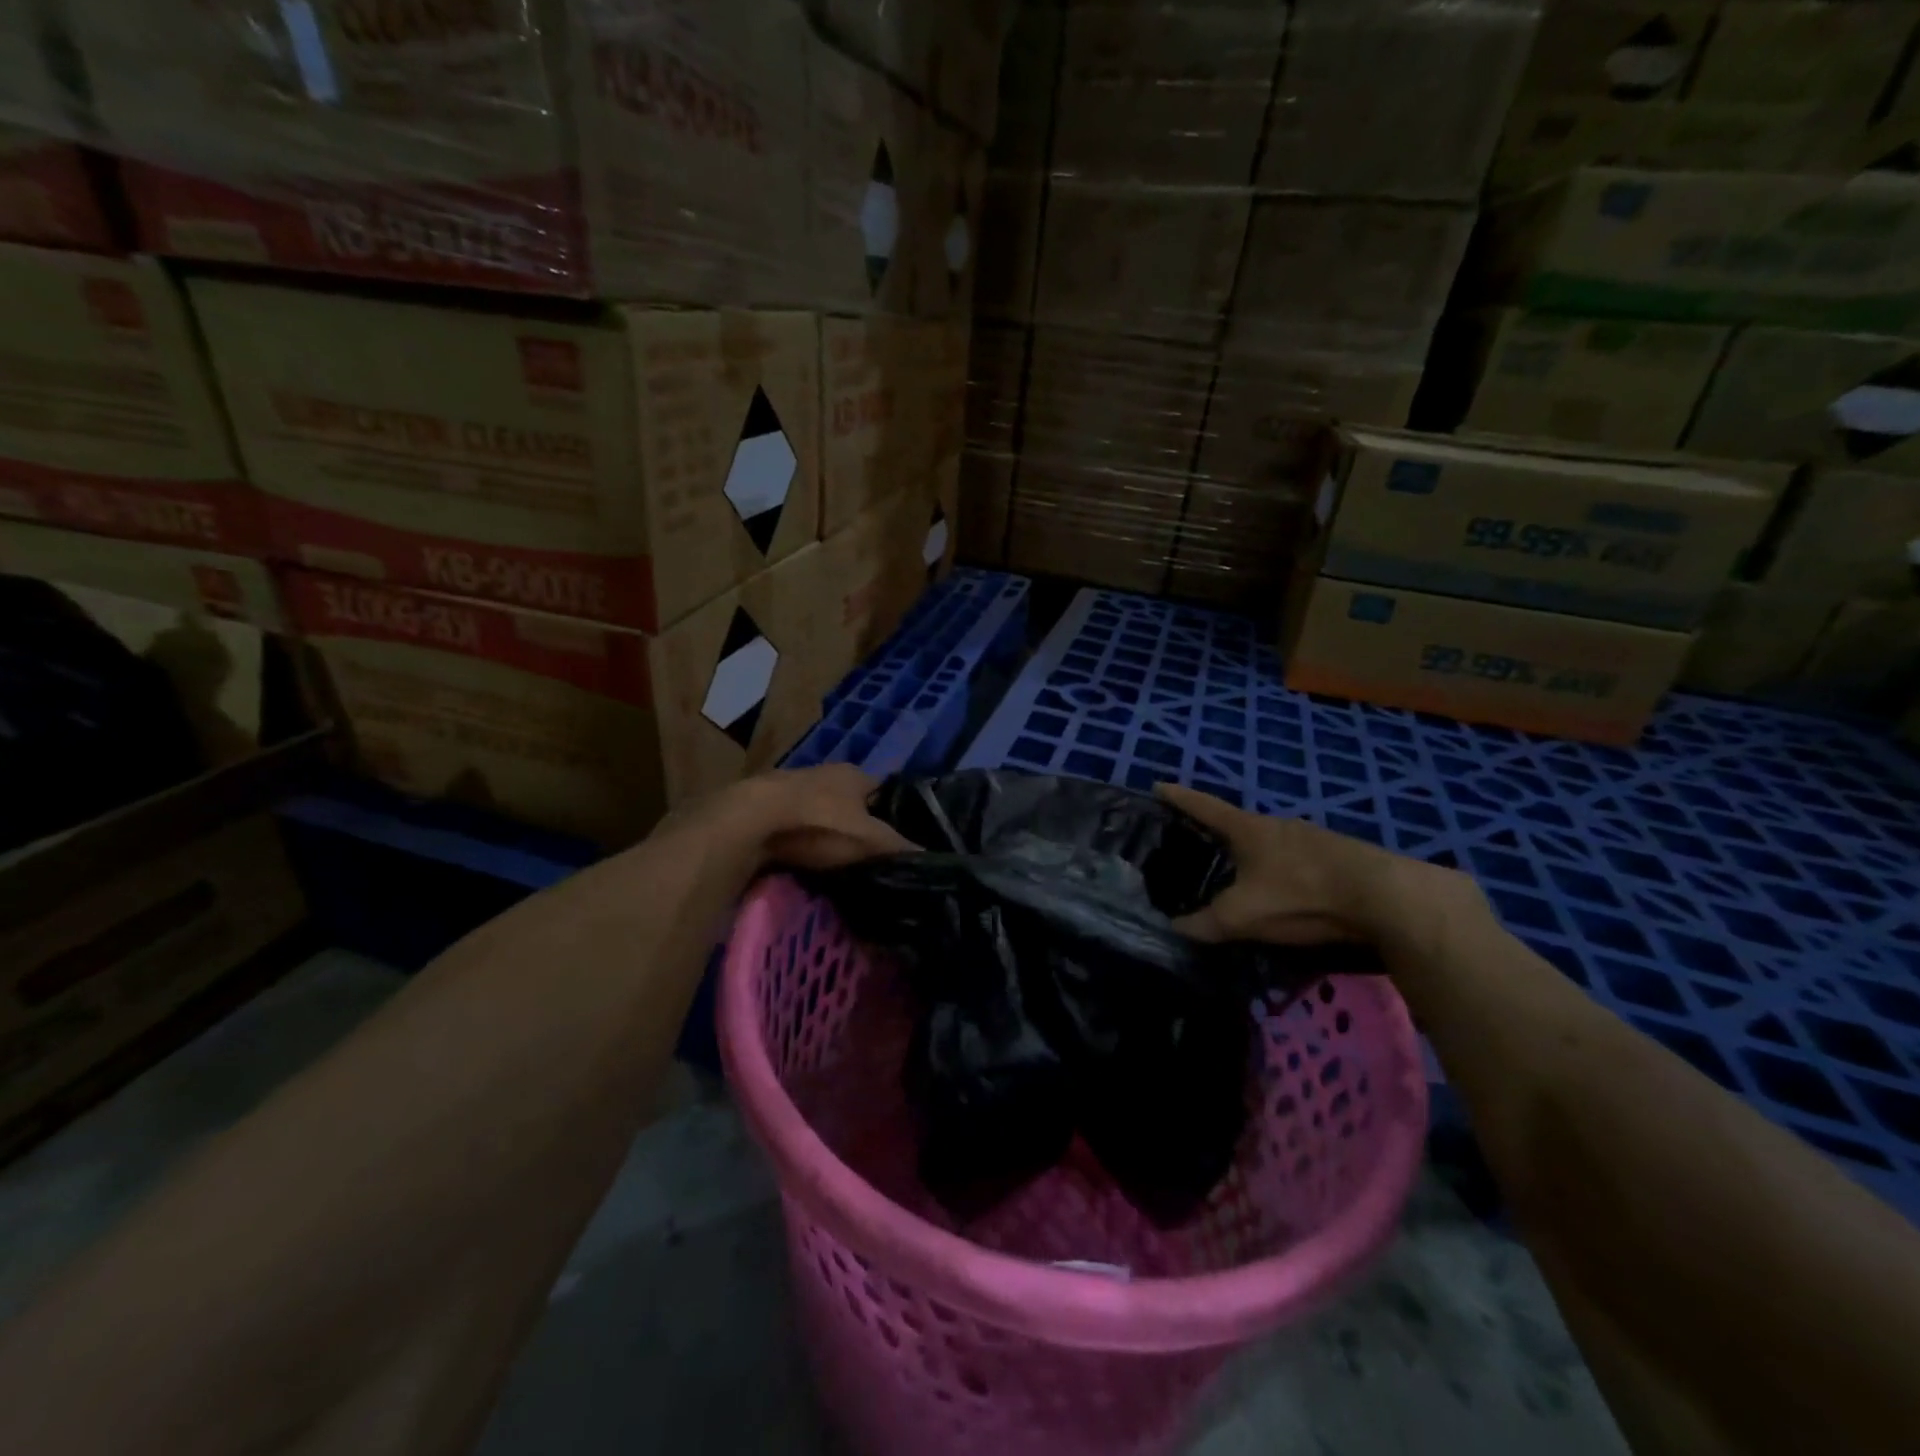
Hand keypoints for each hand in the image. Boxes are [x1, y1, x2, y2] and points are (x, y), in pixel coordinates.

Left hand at [731, 765, 916, 870]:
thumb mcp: (870, 840)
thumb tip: (932, 857)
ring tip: (839, 863)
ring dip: (828, 832)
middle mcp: (826, 772)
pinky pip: (796, 825)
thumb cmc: (820, 823)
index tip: (901, 842)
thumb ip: (900, 848)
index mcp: (855, 774)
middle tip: (871, 858)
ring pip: (822, 812)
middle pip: (853, 802)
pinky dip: (802, 840)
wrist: (752, 820)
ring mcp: (793, 787)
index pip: (886, 792)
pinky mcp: (767, 807)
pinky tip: (805, 860)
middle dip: (860, 826)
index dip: (895, 815)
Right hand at [1156, 782, 1470, 947]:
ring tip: (1236, 871)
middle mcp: (1277, 825)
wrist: (1387, 898)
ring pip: (1268, 842)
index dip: (1179, 798)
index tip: (1158, 785)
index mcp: (1248, 829)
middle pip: (1237, 823)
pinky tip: (1281, 889)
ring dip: (1250, 853)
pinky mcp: (1337, 857)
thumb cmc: (1302, 895)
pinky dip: (1277, 868)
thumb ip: (1205, 923)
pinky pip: (1294, 858)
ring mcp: (1311, 838)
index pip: (1203, 807)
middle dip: (1215, 831)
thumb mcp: (1244, 915)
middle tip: (1194, 842)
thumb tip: (1173, 928)